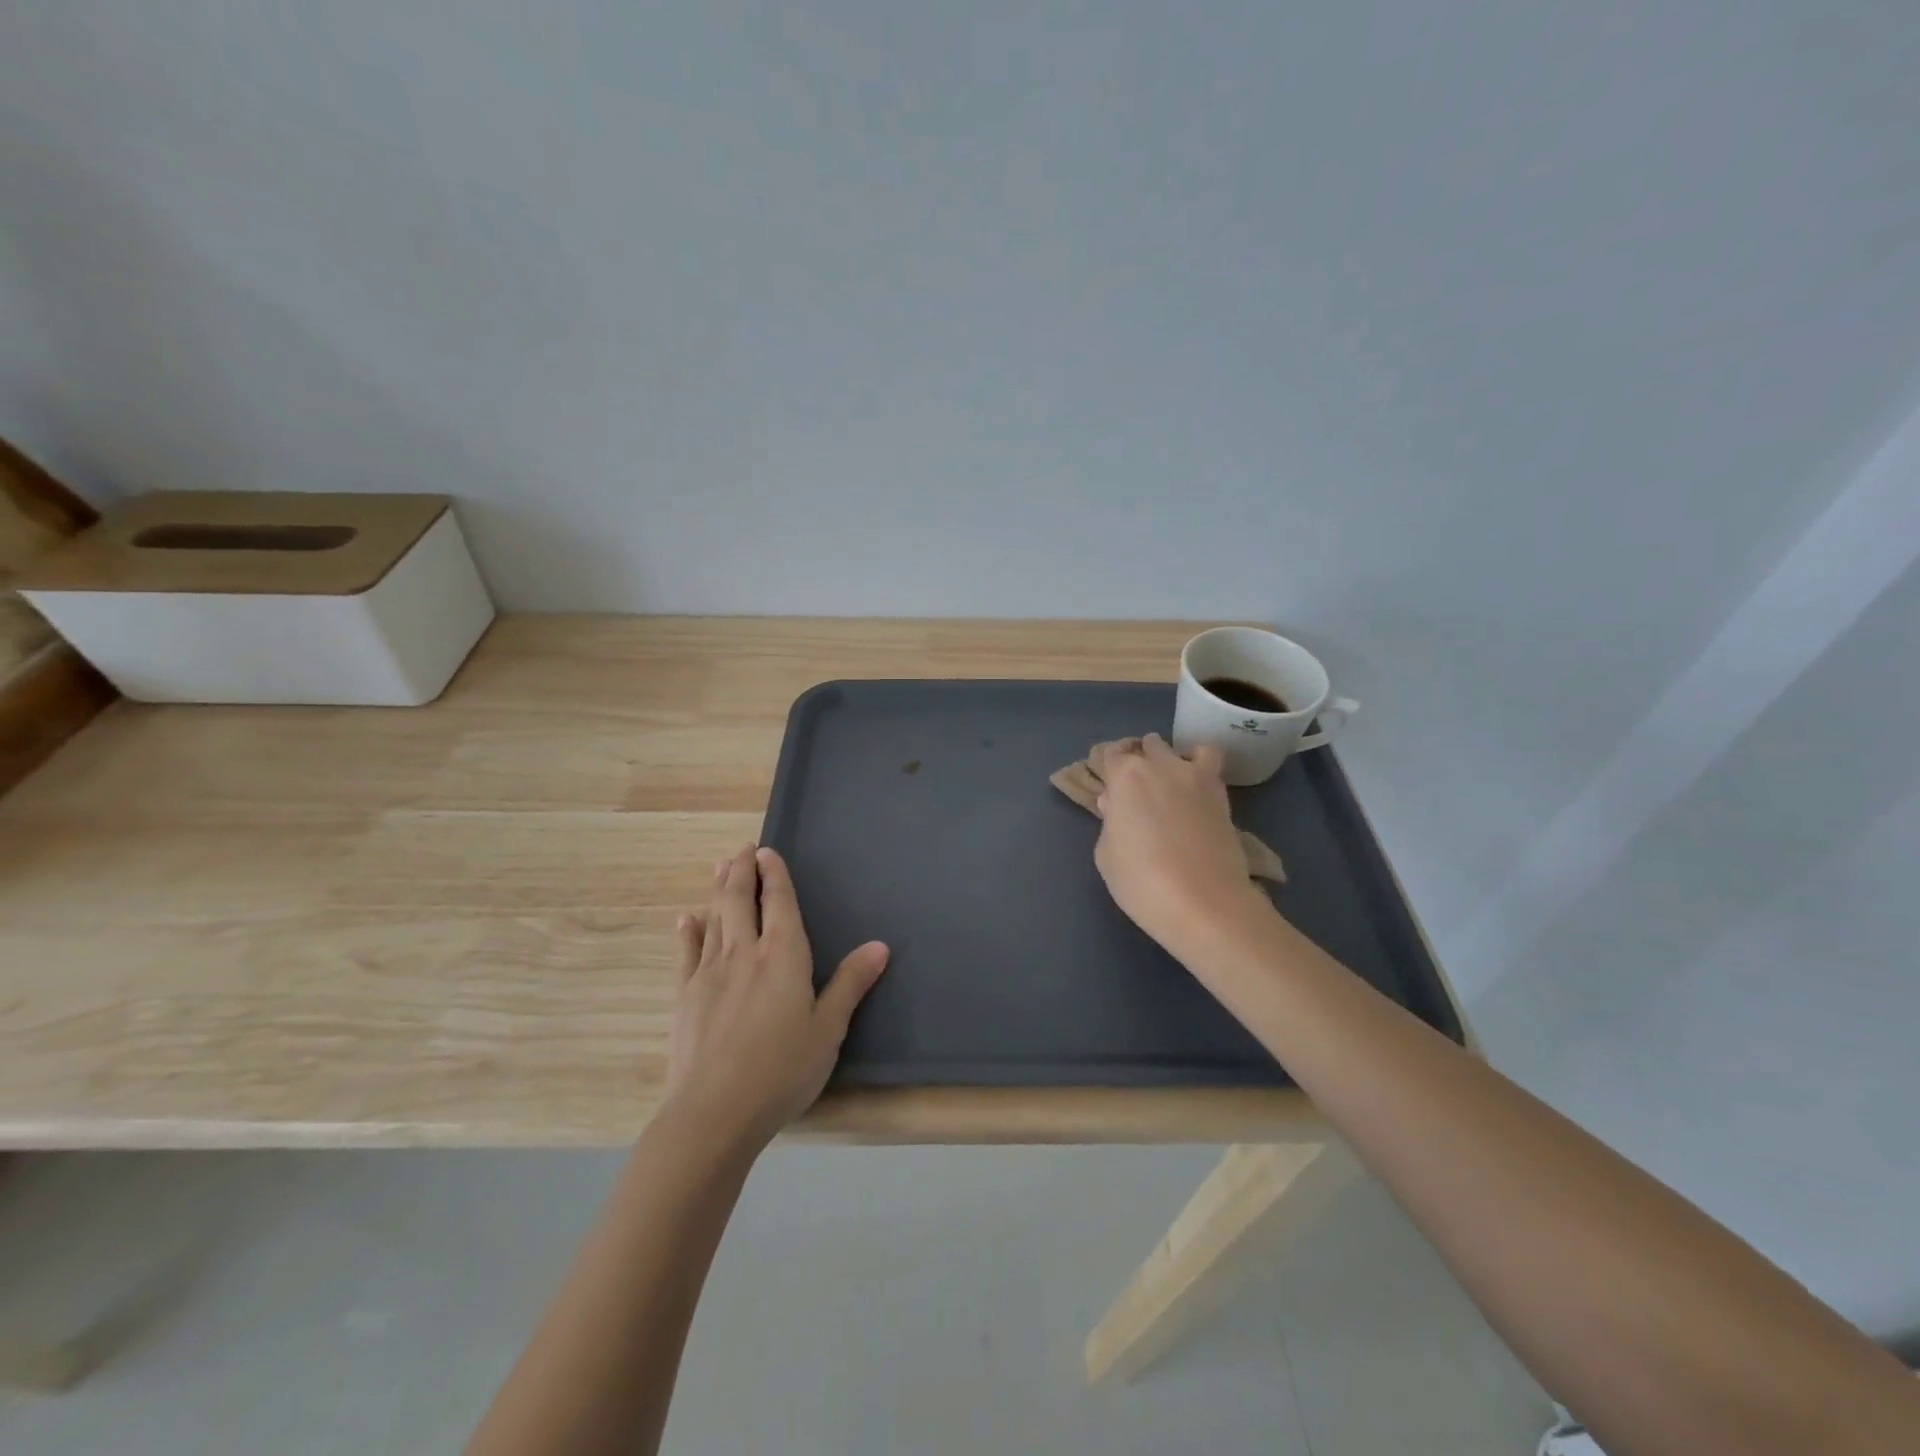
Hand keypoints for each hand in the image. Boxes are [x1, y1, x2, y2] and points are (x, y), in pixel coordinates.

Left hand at [663, 844, 888, 1151]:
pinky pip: (687, 953)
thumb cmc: (782, 1070)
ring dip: (718, 890)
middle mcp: (744, 952)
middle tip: (741, 849)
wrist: (714, 1112)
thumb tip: (880, 945)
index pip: (779, 902)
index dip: (774, 874)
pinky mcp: (685, 995)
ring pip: (714, 918)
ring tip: (720, 867)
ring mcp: (710, 972)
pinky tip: (686, 920)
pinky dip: (688, 932)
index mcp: (783, 956)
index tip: (766, 851)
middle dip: (741, 870)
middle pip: (740, 899)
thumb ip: (850, 983)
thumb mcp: (828, 1029)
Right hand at [1093, 735, 1269, 959]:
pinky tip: (1197, 789)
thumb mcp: (1105, 855)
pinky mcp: (1222, 793)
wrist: (1203, 903)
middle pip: (1147, 747)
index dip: (1109, 771)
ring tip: (1170, 785)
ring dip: (1172, 760)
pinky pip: (1211, 762)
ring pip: (1181, 749)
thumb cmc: (1141, 881)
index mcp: (1125, 777)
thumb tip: (1116, 806)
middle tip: (1138, 792)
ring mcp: (1195, 776)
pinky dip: (1203, 766)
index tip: (1110, 790)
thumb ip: (1110, 822)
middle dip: (1141, 762)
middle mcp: (1160, 766)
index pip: (1111, 755)